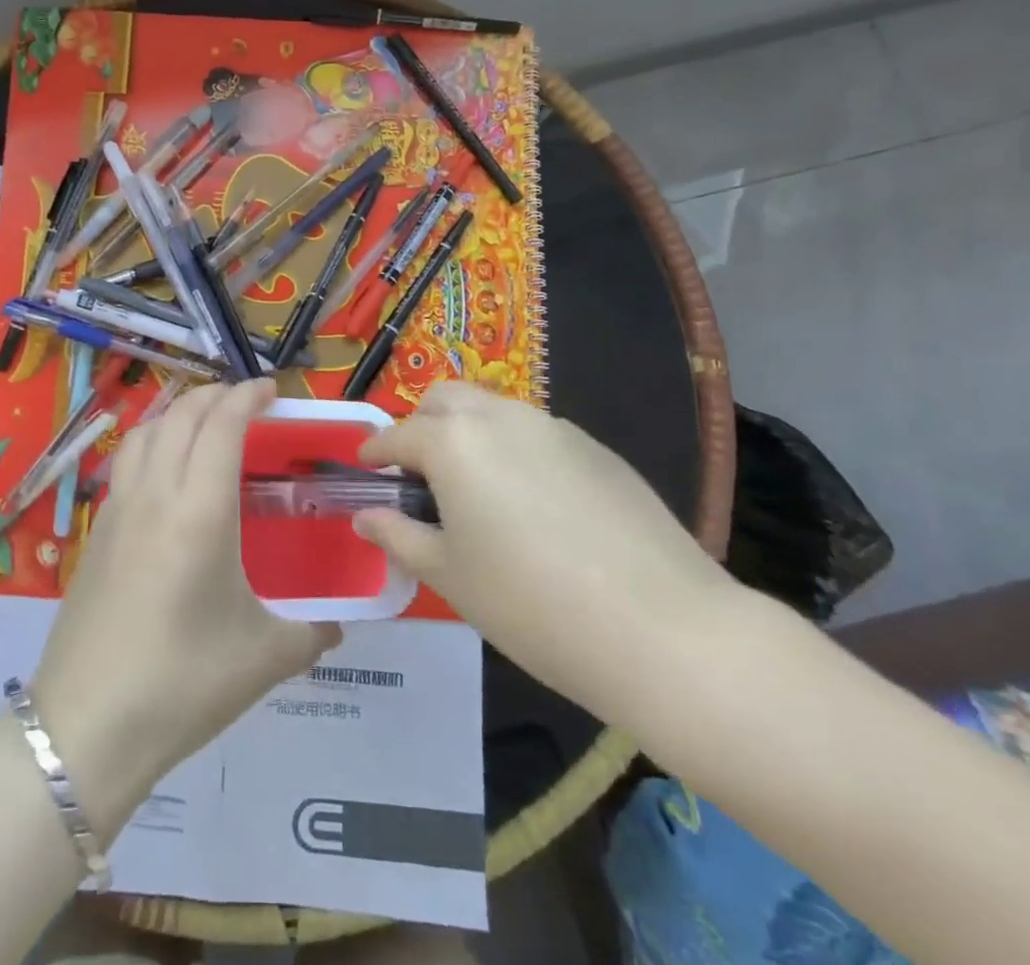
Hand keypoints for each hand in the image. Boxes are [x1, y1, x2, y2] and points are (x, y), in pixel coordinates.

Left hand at [34, 379, 339, 833]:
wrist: (87, 726)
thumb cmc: (184, 683)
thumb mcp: (263, 659)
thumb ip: (311, 634)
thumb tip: (337, 626)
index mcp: (201, 511)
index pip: (222, 426)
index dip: (246, 396)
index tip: (270, 389)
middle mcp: (156, 494)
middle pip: (181, 416)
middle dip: (214, 395)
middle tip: (244, 401)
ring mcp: (118, 510)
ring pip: (144, 432)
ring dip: (176, 412)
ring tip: (200, 421)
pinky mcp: (95, 533)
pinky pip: (125, 463)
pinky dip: (149, 442)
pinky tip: (162, 472)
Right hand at [355, 382, 733, 720]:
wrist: (664, 629)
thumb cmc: (531, 604)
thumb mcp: (449, 576)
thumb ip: (399, 537)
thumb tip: (366, 516)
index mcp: (453, 442)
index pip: (397, 436)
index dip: (374, 452)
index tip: (365, 469)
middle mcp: (500, 418)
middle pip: (445, 400)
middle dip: (422, 426)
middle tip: (421, 476)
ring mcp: (554, 428)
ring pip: (494, 410)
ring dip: (470, 434)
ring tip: (477, 491)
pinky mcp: (597, 449)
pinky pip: (538, 435)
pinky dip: (516, 451)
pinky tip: (535, 507)